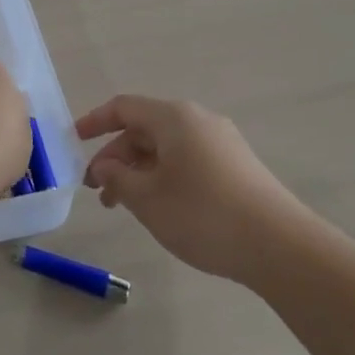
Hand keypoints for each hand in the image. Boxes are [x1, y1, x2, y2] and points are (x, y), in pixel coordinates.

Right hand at [78, 94, 311, 288]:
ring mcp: (222, 143)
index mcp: (173, 117)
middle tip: (98, 190)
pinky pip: (187, 161)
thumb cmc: (203, 214)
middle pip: (144, 129)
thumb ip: (117, 178)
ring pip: (166, 148)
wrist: (281, 246)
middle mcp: (198, 120)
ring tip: (124, 206)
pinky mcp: (237, 167)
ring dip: (139, 172)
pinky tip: (160, 208)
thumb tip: (104, 166)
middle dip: (116, 157)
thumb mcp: (147, 198)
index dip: (94, 122)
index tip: (73, 142)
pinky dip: (164, 177)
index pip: (123, 107)